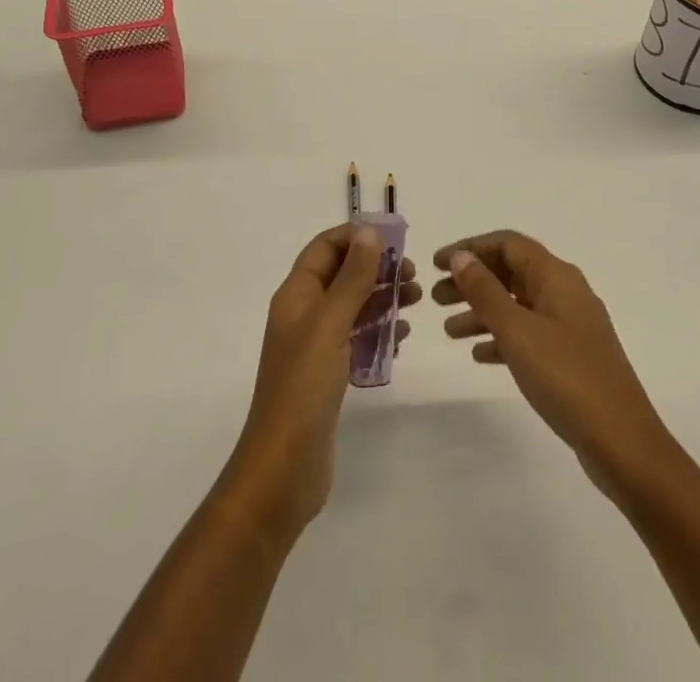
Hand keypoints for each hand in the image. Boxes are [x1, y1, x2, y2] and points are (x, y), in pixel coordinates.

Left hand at [218, 225, 420, 545]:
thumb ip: (352, 278)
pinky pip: (356, 340)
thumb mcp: (330, 324)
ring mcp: (315, 346)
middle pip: (341, 275)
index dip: (356, 236)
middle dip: (376, 267)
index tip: (395, 238)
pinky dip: (379, 332)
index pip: (325, 248)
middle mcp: (303, 314)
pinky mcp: (328, 376)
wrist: (283, 469)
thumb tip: (369, 232)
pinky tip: (403, 337)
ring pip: (352, 307)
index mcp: (295, 295)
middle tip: (413, 274)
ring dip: (382, 298)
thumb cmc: (304, 386)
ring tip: (416, 300)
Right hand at [433, 231, 674, 502]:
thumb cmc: (566, 377)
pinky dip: (502, 337)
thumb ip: (485, 291)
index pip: (507, 244)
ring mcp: (570, 326)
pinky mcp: (572, 357)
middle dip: (472, 281)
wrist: (623, 444)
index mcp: (556, 276)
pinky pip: (529, 333)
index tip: (437, 264)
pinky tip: (479, 355)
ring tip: (448, 330)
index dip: (470, 248)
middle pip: (511, 272)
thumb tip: (461, 257)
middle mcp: (565, 292)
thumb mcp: (517, 330)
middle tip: (435, 297)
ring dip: (482, 311)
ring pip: (517, 304)